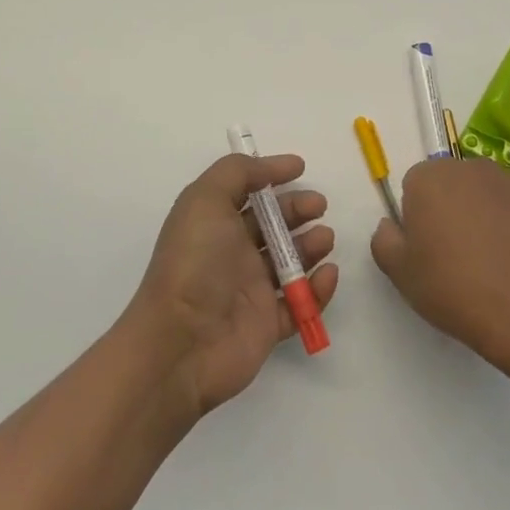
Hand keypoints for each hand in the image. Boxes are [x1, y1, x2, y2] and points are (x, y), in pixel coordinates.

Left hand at [128, 153, 338, 416]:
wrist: (182, 342)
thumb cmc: (195, 263)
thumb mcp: (205, 199)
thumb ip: (236, 172)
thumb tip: (270, 167)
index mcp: (214, 222)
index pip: (246, 193)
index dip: (271, 176)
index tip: (300, 168)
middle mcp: (231, 253)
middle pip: (273, 225)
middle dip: (298, 210)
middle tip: (319, 206)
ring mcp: (250, 290)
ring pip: (290, 262)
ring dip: (312, 246)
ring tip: (324, 239)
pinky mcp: (267, 325)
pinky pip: (300, 304)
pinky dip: (318, 289)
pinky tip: (326, 274)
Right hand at [372, 158, 509, 367]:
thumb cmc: (452, 288)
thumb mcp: (399, 272)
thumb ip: (384, 239)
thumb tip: (391, 225)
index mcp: (431, 177)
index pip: (416, 185)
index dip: (418, 216)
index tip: (426, 247)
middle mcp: (473, 168)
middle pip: (455, 184)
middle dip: (453, 209)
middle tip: (456, 254)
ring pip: (490, 195)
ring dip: (486, 216)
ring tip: (491, 261)